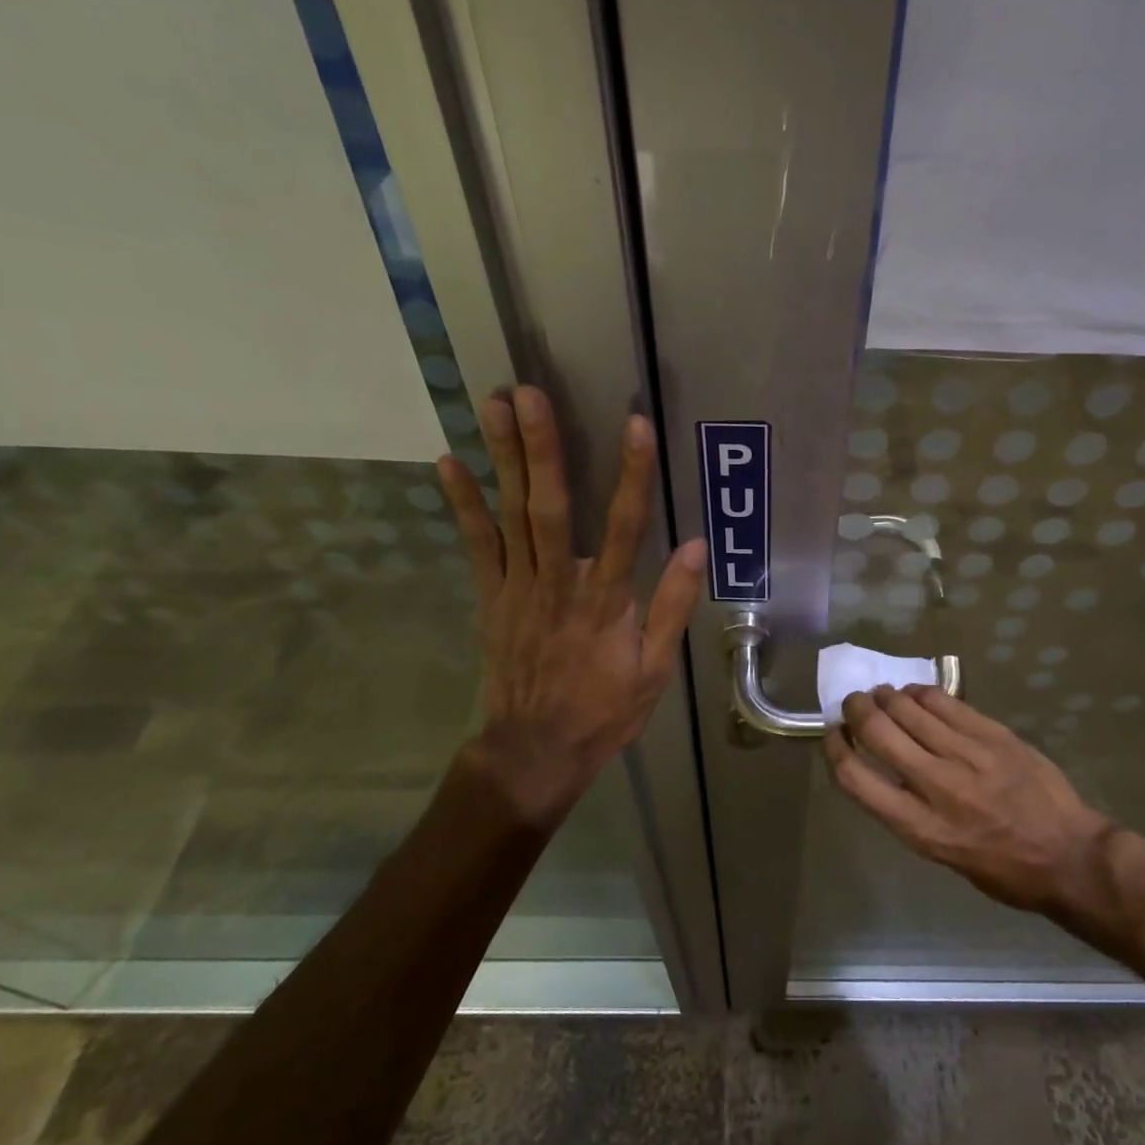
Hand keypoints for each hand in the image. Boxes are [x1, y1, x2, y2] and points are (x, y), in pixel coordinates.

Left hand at [437, 387, 704, 826]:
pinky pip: (476, 545)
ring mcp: (518, 589)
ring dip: (502, 459)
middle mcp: (559, 584)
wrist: (535, 750)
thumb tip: (696, 546)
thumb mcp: (655, 669)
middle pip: (551, 507)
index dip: (632, 474)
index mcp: (606, 601)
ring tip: (491, 405)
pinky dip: (462, 504)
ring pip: (511, 515)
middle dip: (542, 448)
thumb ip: (673, 605)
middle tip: (528, 394)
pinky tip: (448, 463)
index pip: (625, 527)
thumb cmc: (604, 709)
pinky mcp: (492, 597)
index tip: (635, 424)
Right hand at [824, 686, 1114, 917]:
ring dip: (886, 697)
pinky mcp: (992, 733)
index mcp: (919, 827)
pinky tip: (916, 695)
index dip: (834, 749)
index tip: (832, 735)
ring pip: (908, 708)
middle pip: (877, 731)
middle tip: (854, 705)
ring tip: (884, 696)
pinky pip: (943, 701)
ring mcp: (967, 754)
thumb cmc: (1002, 869)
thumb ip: (907, 810)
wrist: (1069, 855)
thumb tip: (882, 767)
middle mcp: (937, 785)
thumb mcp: (941, 854)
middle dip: (855, 710)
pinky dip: (920, 693)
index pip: (855, 778)